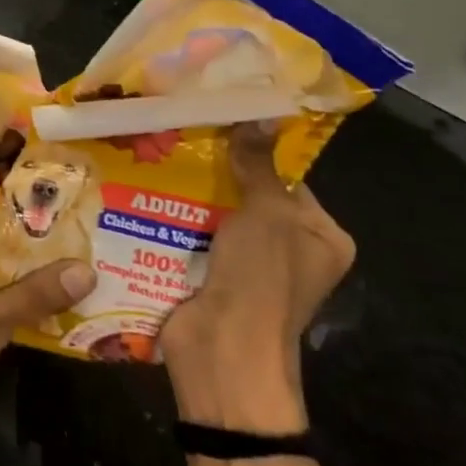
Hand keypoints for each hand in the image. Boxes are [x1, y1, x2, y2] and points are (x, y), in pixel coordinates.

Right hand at [160, 125, 355, 432]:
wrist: (223, 352)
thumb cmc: (261, 279)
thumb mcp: (267, 213)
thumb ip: (258, 164)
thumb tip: (260, 113)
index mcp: (320, 237)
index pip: (289, 180)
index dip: (257, 150)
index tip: (221, 119)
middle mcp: (288, 251)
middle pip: (249, 194)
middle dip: (217, 168)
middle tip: (182, 132)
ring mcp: (247, 266)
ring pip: (216, 212)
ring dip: (189, 190)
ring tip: (157, 150)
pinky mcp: (210, 275)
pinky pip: (193, 234)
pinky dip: (174, 215)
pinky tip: (145, 186)